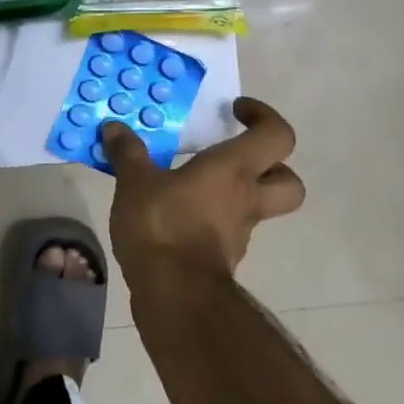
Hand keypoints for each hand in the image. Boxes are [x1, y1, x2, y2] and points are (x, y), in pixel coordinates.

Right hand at [103, 97, 304, 293]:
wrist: (173, 293)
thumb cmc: (162, 225)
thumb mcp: (135, 182)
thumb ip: (128, 153)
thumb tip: (114, 127)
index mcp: (234, 169)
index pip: (277, 135)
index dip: (264, 117)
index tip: (236, 111)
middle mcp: (247, 197)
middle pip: (290, 180)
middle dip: (273, 165)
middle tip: (237, 155)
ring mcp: (240, 231)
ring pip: (260, 207)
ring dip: (239, 193)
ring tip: (198, 184)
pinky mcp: (224, 256)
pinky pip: (229, 229)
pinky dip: (214, 218)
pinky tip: (181, 214)